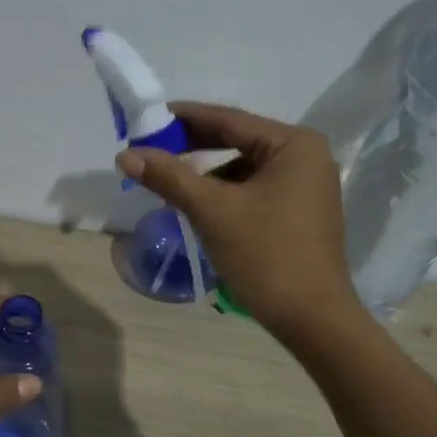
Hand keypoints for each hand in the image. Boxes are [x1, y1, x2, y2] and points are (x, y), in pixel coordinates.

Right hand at [117, 102, 360, 343]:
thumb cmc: (266, 255)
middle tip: (149, 149)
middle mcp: (305, 157)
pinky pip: (253, 190)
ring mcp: (306, 186)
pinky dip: (224, 194)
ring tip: (168, 184)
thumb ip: (169, 177)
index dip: (184, 118)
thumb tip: (125, 154)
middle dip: (192, 148)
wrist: (311, 319)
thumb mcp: (212, 211)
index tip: (147, 117)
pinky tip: (197, 207)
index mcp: (294, 145)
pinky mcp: (299, 213)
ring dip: (205, 175)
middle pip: (237, 142)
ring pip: (242, 169)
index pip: (229, 120)